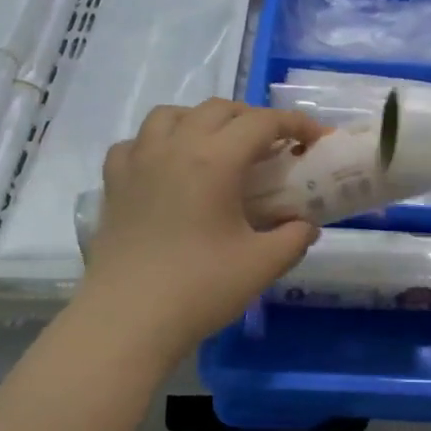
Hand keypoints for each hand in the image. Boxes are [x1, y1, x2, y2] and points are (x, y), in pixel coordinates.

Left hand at [72, 100, 325, 370]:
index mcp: (215, 159)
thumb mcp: (262, 265)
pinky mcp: (114, 184)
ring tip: (218, 147)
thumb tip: (306, 225)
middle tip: (273, 147)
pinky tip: (167, 166)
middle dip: (253, 119)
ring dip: (202, 120)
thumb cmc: (199, 289)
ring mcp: (138, 162)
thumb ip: (294, 237)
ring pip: (171, 114)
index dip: (295, 123)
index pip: (263, 122)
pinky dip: (157, 143)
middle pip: (219, 109)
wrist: (126, 322)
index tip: (316, 139)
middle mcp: (175, 147)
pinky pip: (135, 143)